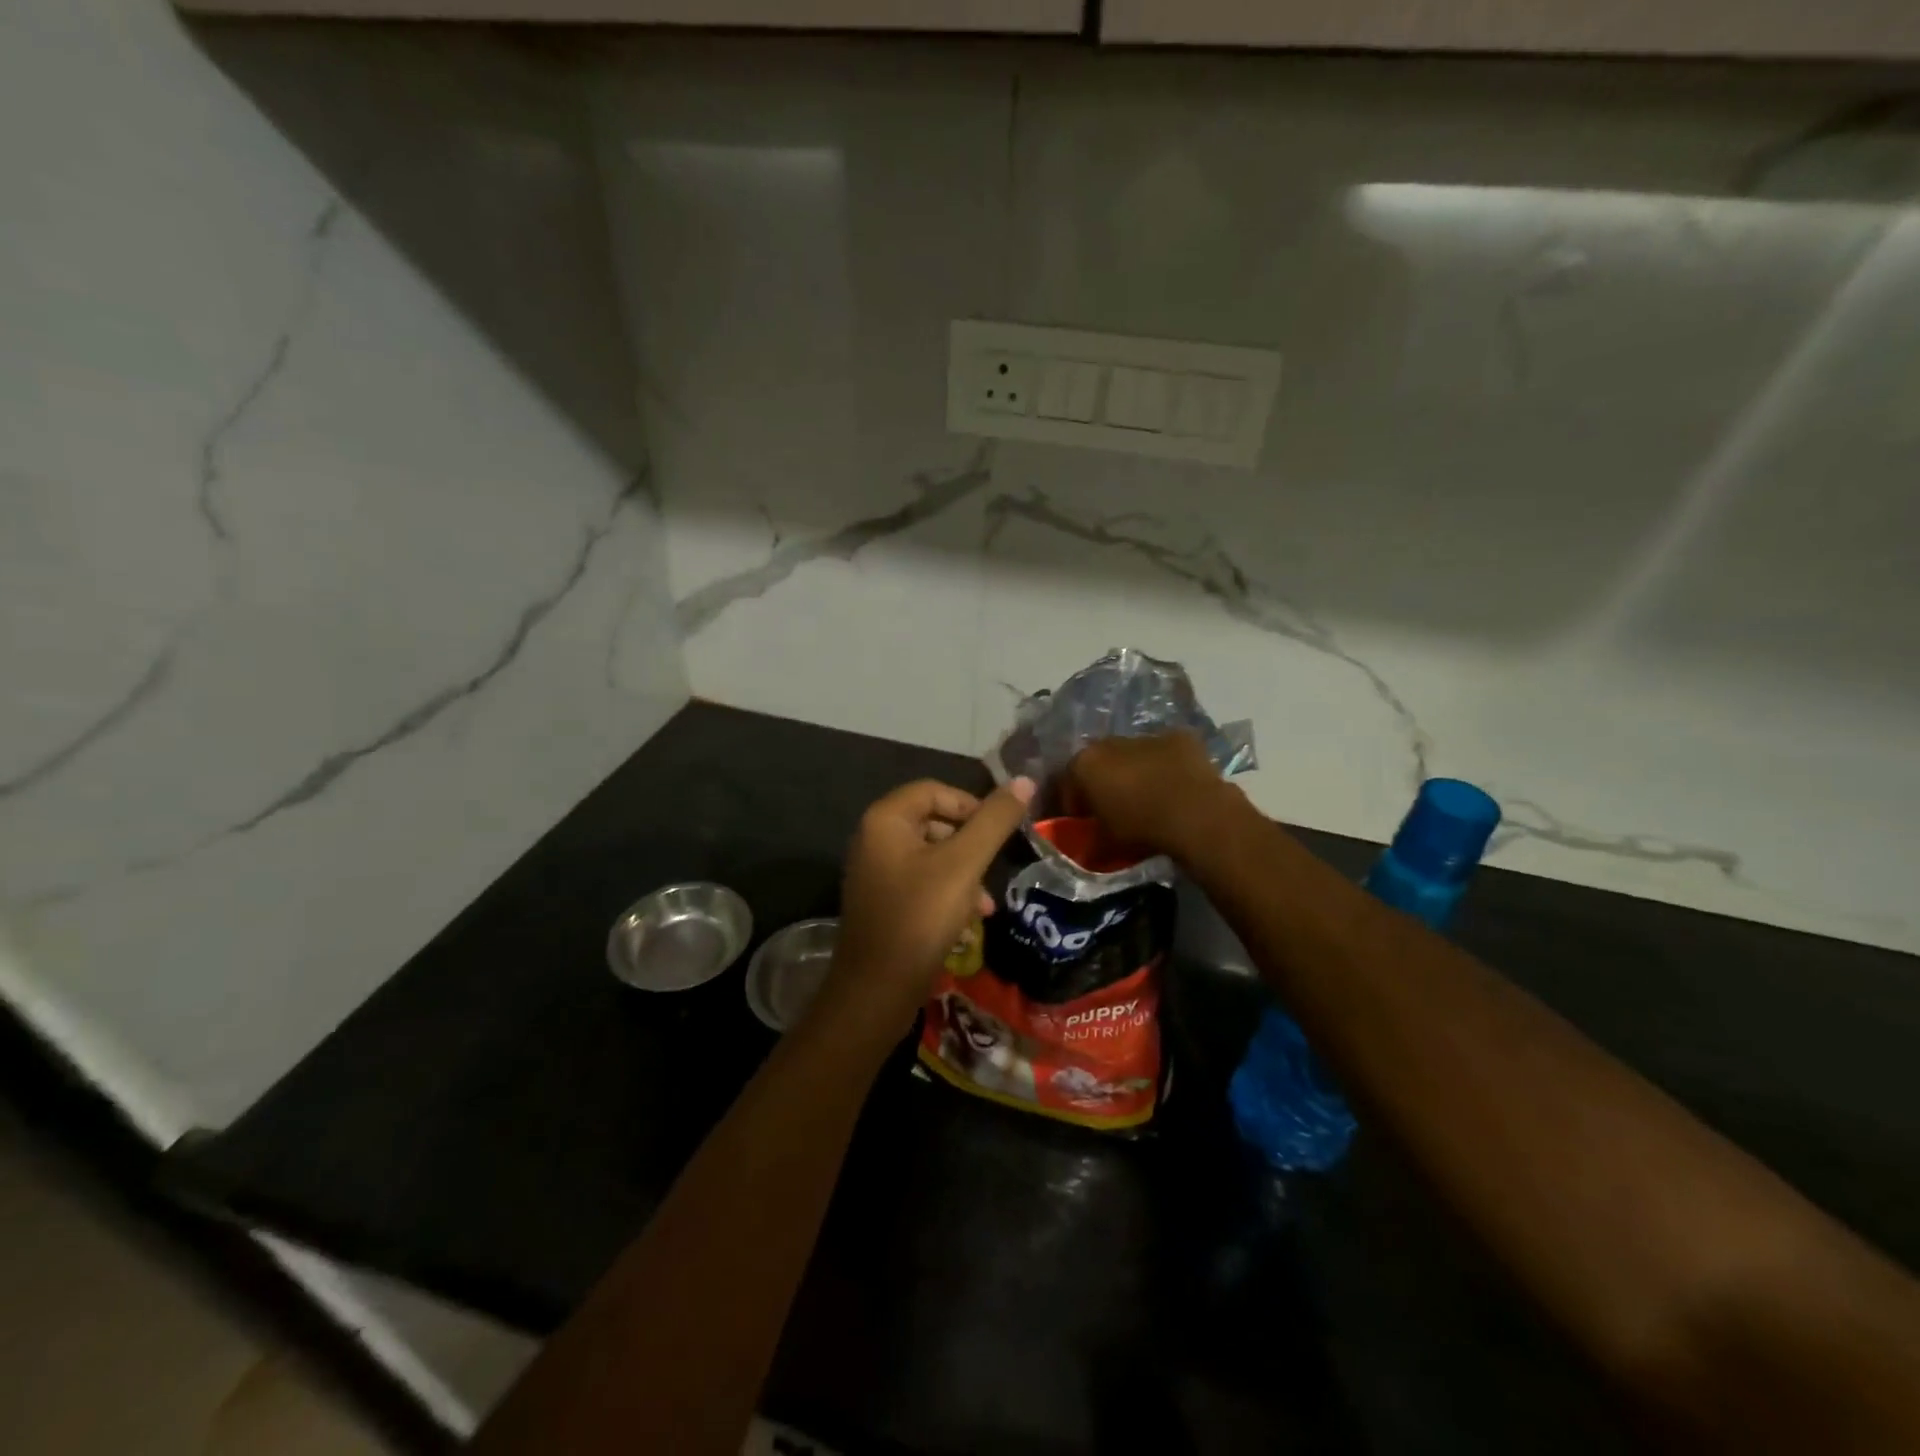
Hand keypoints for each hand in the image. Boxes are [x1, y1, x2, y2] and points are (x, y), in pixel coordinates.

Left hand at [822, 777, 1035, 1032]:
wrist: (876, 991)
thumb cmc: (919, 917)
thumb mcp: (964, 865)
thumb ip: (994, 821)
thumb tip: (1025, 780)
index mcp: (885, 820)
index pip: (935, 790)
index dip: (971, 805)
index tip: (999, 831)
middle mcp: (874, 840)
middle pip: (933, 823)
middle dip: (970, 846)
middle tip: (994, 868)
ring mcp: (876, 874)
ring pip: (932, 857)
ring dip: (964, 875)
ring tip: (985, 906)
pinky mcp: (883, 904)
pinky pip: (921, 884)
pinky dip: (947, 895)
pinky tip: (968, 924)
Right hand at [1065, 732, 1241, 860]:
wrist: (1194, 813)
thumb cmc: (1140, 828)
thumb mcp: (1105, 844)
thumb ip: (1090, 841)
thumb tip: (1087, 849)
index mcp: (1084, 764)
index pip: (1068, 782)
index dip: (1074, 804)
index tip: (1082, 821)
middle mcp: (1109, 742)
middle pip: (1100, 762)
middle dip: (1104, 782)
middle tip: (1114, 807)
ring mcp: (1146, 736)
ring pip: (1134, 754)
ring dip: (1137, 771)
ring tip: (1149, 797)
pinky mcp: (1179, 738)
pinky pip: (1166, 753)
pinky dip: (1167, 766)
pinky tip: (1177, 786)